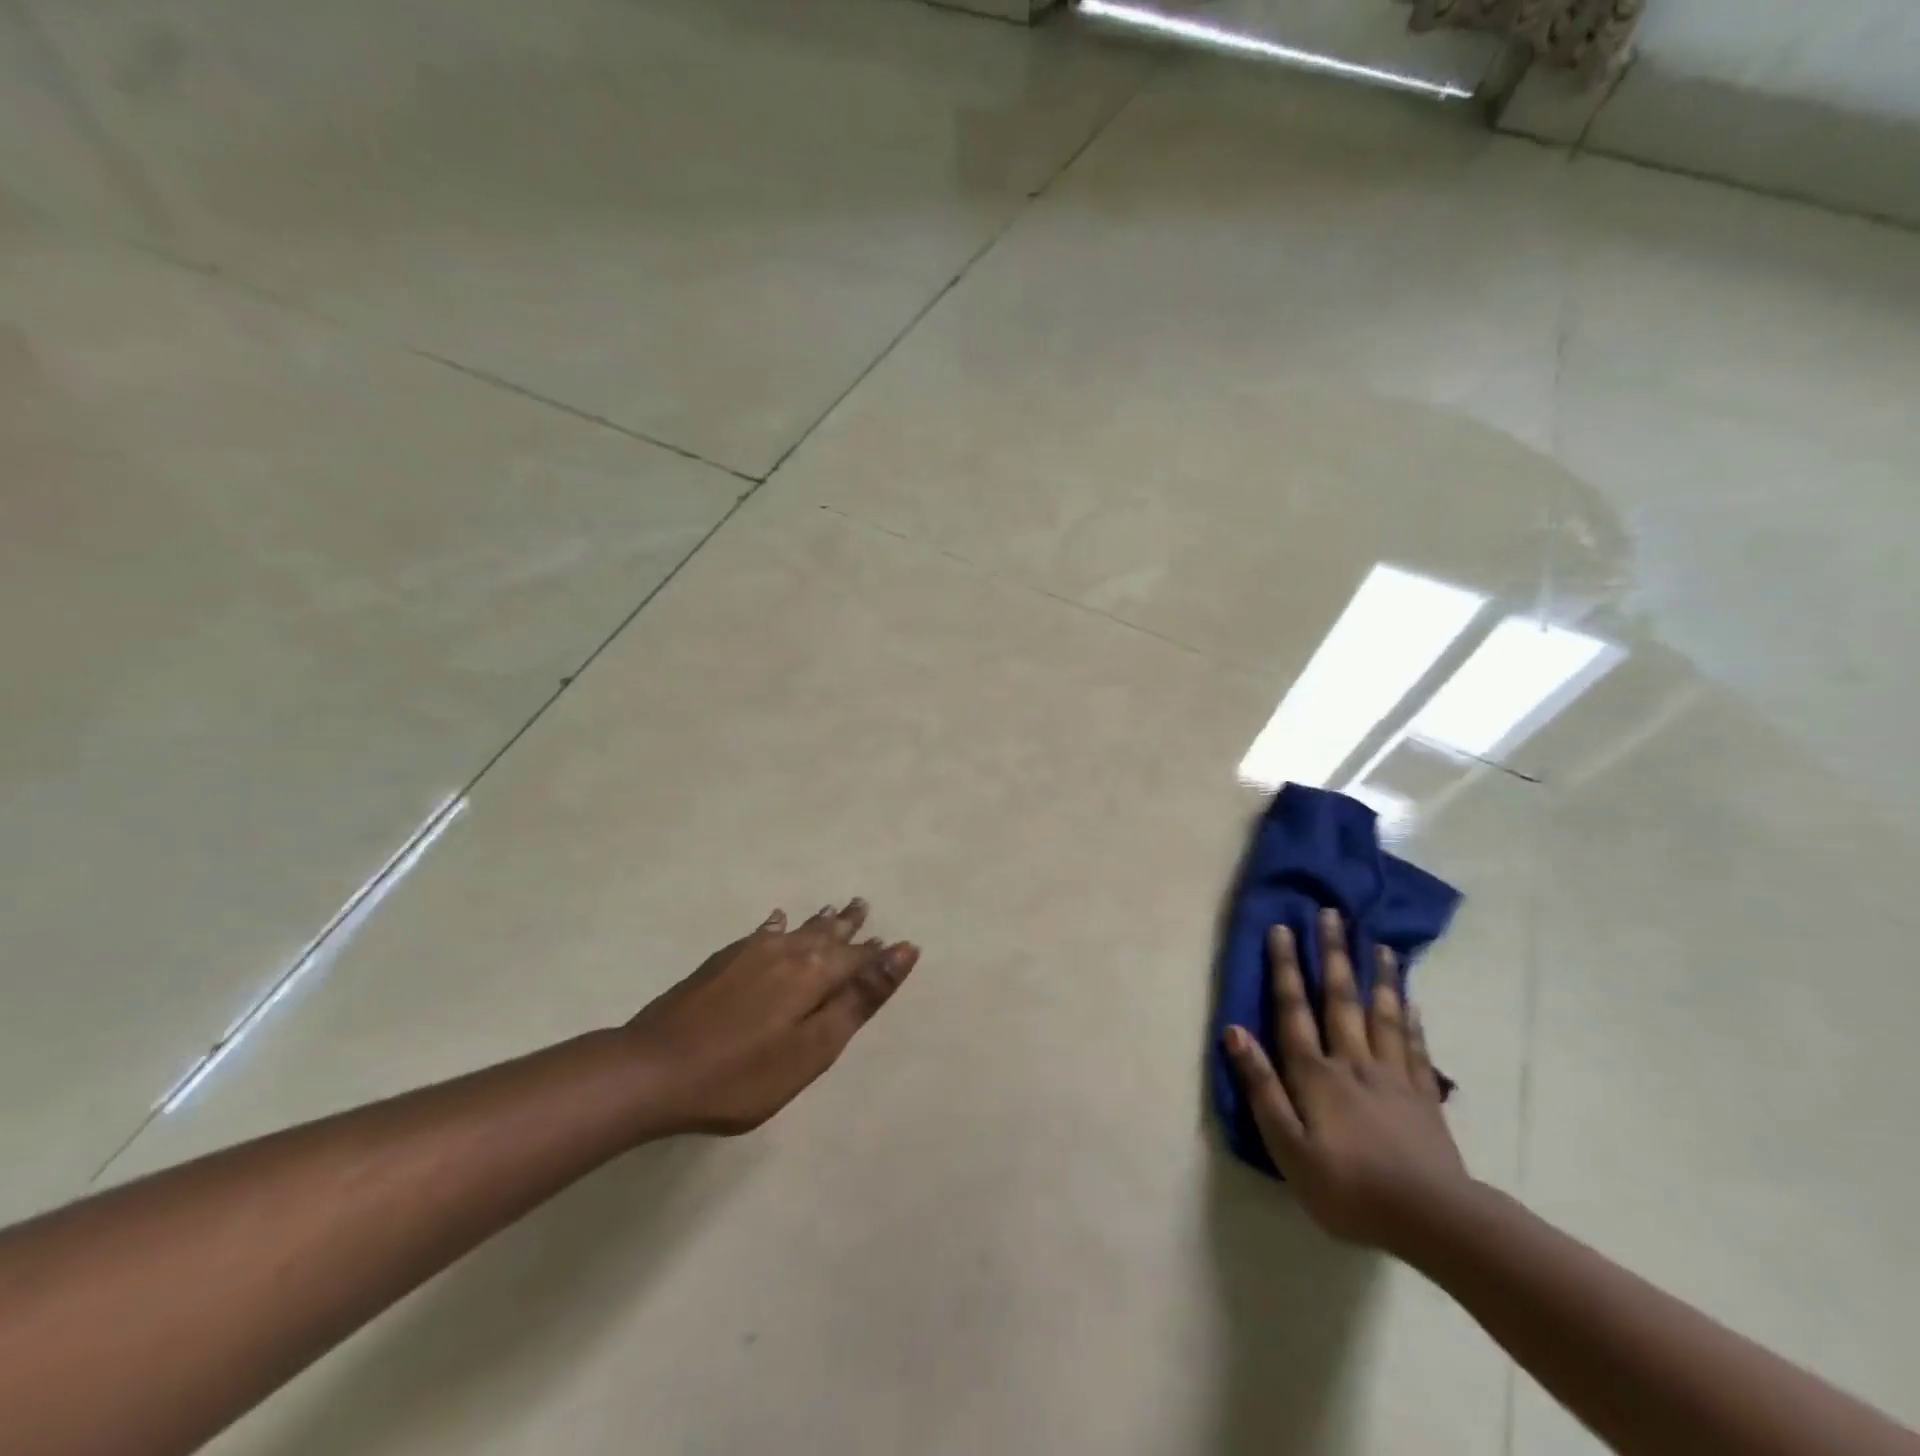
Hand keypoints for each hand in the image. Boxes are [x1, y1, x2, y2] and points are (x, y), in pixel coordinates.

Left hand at [623, 899, 918, 1136]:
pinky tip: (775, 921)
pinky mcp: (722, 962)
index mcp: (814, 974)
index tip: (894, 942)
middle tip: (862, 904)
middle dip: (848, 925)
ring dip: (818, 921)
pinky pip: (761, 933)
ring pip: (796, 930)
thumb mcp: (813, 1048)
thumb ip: (859, 999)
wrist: (653, 1070)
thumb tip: (902, 950)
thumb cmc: (742, 1074)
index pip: (857, 958)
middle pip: (826, 935)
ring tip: (834, 908)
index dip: (876, 954)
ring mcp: (750, 954)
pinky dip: (775, 925)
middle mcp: (787, 953)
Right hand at [1223, 908, 1469, 1252]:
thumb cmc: (1347, 1187)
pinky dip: (1412, 1021)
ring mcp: (1393, 1077)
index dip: (1285, 968)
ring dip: (1379, 977)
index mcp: (1315, 1074)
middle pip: (1340, 999)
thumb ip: (1261, 1087)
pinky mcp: (1424, 1098)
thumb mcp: (1287, 1146)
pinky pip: (1416, 1049)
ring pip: (1383, 1015)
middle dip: (1334, 954)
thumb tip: (1235, 1032)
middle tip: (1332, 915)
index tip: (1282, 928)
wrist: (1433, 1221)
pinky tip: (1413, 1002)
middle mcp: (1352, 1062)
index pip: (1294, 1009)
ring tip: (1380, 945)